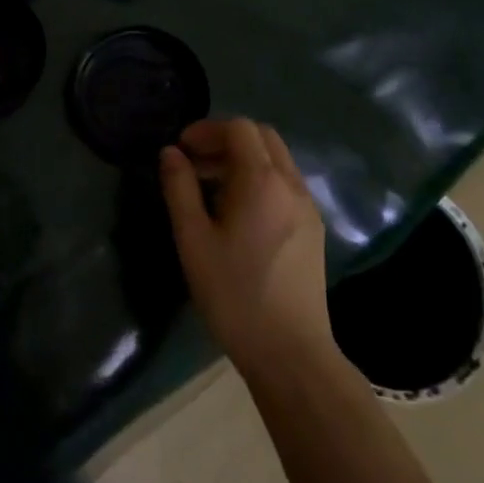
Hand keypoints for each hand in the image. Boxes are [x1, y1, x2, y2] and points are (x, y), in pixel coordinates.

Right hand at [161, 119, 334, 374]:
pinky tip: (237, 212)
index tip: (181, 149)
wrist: (290, 354)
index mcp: (262, 181)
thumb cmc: (234, 294)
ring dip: (243, 159)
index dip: (206, 129)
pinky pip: (285, 183)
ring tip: (210, 189)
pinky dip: (259, 179)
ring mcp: (307, 207)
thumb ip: (179, 188)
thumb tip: (171, 153)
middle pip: (262, 137)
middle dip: (225, 139)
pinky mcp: (313, 229)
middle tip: (195, 163)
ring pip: (276, 160)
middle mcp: (291, 185)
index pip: (239, 128)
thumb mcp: (193, 239)